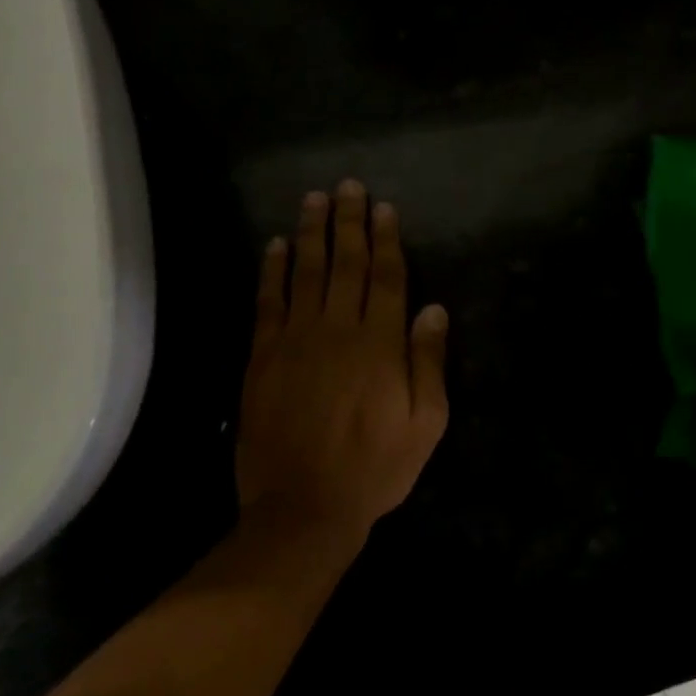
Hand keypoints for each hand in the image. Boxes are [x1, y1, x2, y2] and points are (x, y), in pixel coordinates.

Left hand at [234, 181, 449, 543]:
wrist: (302, 509)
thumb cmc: (376, 467)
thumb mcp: (426, 423)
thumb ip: (428, 362)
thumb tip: (433, 309)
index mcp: (380, 344)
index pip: (387, 278)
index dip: (387, 240)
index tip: (384, 208)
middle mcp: (338, 330)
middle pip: (346, 264)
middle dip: (349, 222)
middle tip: (348, 186)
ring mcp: (295, 341)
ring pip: (305, 273)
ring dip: (311, 233)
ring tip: (313, 199)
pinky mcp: (262, 358)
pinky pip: (268, 303)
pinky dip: (271, 271)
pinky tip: (274, 245)